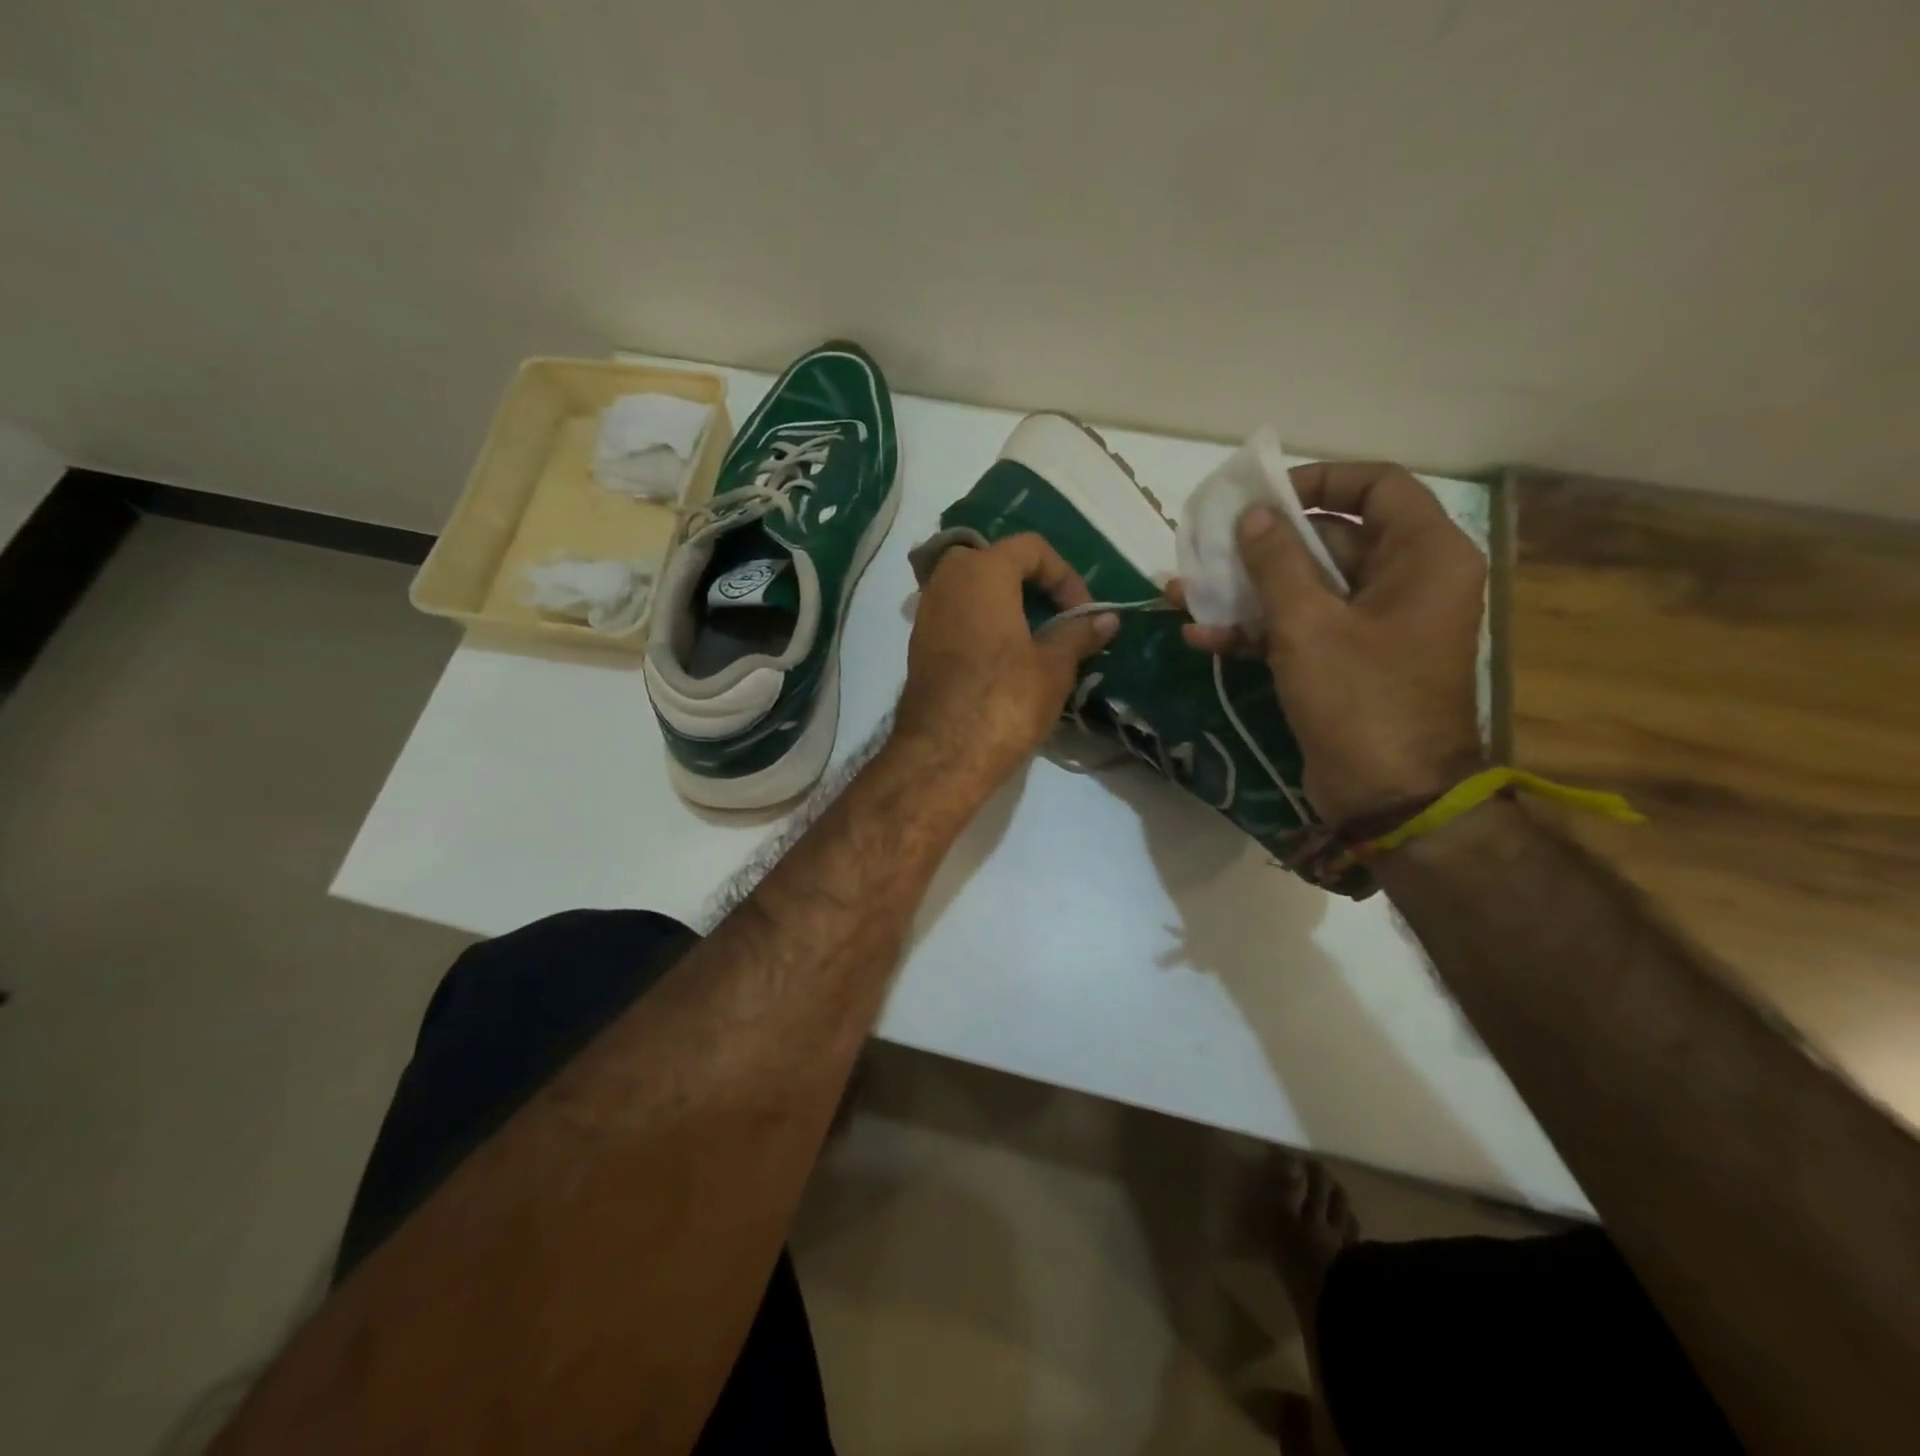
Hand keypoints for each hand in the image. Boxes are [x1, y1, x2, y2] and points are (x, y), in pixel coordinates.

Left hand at [896, 533, 1117, 786]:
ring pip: (971, 589)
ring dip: (1005, 604)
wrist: (943, 753)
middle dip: (1029, 583)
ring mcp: (926, 613)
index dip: (1065, 575)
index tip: (1082, 613)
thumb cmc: (1005, 700)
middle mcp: (946, 581)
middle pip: (994, 561)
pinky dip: (982, 623)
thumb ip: (1079, 634)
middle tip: (1054, 615)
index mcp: (982, 572)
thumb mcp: (1054, 667)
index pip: (1030, 548)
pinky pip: (956, 616)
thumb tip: (1106, 620)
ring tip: (1033, 639)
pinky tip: (1003, 658)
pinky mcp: (919, 645)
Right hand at [1176, 462, 1485, 822]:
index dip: (1318, 482)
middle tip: (1208, 547)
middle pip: (1331, 539)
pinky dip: (1256, 630)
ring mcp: (1375, 625)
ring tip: (1185, 592)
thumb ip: (1276, 562)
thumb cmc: (1360, 699)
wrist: (1388, 797)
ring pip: (1306, 588)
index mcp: (1423, 556)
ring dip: (1247, 591)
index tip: (1263, 497)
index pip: (1376, 486)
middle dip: (1263, 546)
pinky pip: (1301, 628)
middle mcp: (1406, 581)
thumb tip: (1252, 515)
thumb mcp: (1309, 625)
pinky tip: (1201, 637)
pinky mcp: (1347, 661)